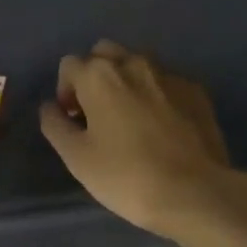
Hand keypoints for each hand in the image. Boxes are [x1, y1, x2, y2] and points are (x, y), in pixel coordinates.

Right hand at [39, 41, 245, 236]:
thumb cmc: (127, 176)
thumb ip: (55, 125)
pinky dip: (158, 94)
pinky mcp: (197, 91)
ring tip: (132, 118)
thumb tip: (50, 107)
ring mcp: (169, 74)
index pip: (69, 64)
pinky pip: (167, 82)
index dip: (65, 91)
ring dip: (127, 81)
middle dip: (95, 75)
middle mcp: (133, 63)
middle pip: (104, 53)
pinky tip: (163, 127)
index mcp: (99, 75)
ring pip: (138, 63)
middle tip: (98, 113)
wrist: (197, 193)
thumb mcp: (77, 158)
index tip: (74, 121)